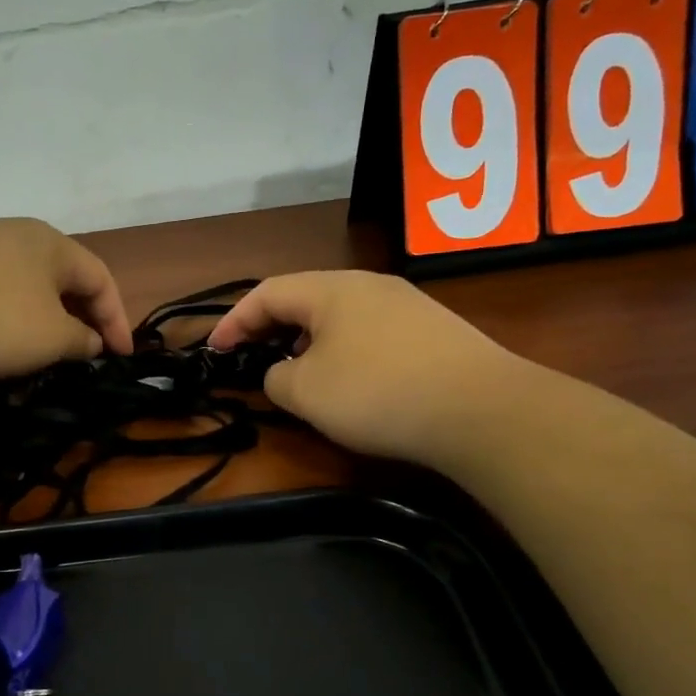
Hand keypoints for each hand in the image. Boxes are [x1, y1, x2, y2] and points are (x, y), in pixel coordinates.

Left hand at [0, 218, 132, 380]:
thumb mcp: (52, 338)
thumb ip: (83, 340)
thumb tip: (90, 341)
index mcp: (50, 241)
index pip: (100, 277)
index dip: (117, 319)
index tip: (121, 357)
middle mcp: (14, 232)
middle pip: (63, 276)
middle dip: (82, 316)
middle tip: (89, 352)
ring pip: (27, 282)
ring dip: (46, 316)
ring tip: (48, 349)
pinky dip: (11, 313)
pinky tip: (1, 337)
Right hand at [206, 271, 529, 469]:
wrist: (481, 410)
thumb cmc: (377, 393)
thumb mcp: (306, 392)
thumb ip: (275, 379)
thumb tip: (283, 373)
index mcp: (331, 289)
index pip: (266, 293)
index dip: (233, 321)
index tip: (214, 350)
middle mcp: (368, 285)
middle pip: (304, 298)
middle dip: (270, 328)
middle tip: (251, 358)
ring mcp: (406, 304)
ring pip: (339, 316)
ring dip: (307, 340)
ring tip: (298, 372)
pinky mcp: (433, 330)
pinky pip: (370, 332)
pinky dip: (344, 350)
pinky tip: (351, 381)